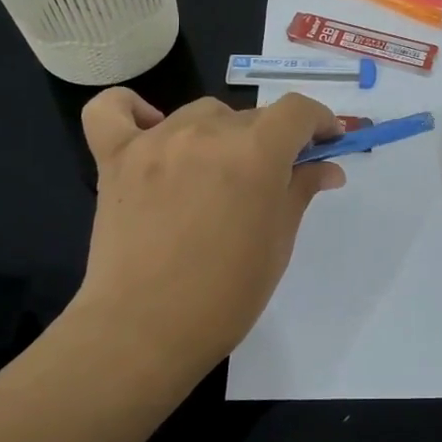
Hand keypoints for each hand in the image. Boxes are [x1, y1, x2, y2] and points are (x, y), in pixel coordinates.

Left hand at [69, 90, 344, 381]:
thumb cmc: (226, 295)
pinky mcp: (114, 157)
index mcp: (255, 153)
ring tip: (218, 174)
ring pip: (201, 114)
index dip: (319, 121)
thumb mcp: (278, 242)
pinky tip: (150, 130)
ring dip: (221, 134)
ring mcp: (155, 141)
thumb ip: (301, 191)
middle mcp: (206, 133)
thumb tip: (326, 166)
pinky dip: (134, 111)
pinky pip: (114, 110)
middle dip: (272, 141)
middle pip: (250, 116)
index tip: (326, 142)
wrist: (145, 331)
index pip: (297, 111)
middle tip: (273, 180)